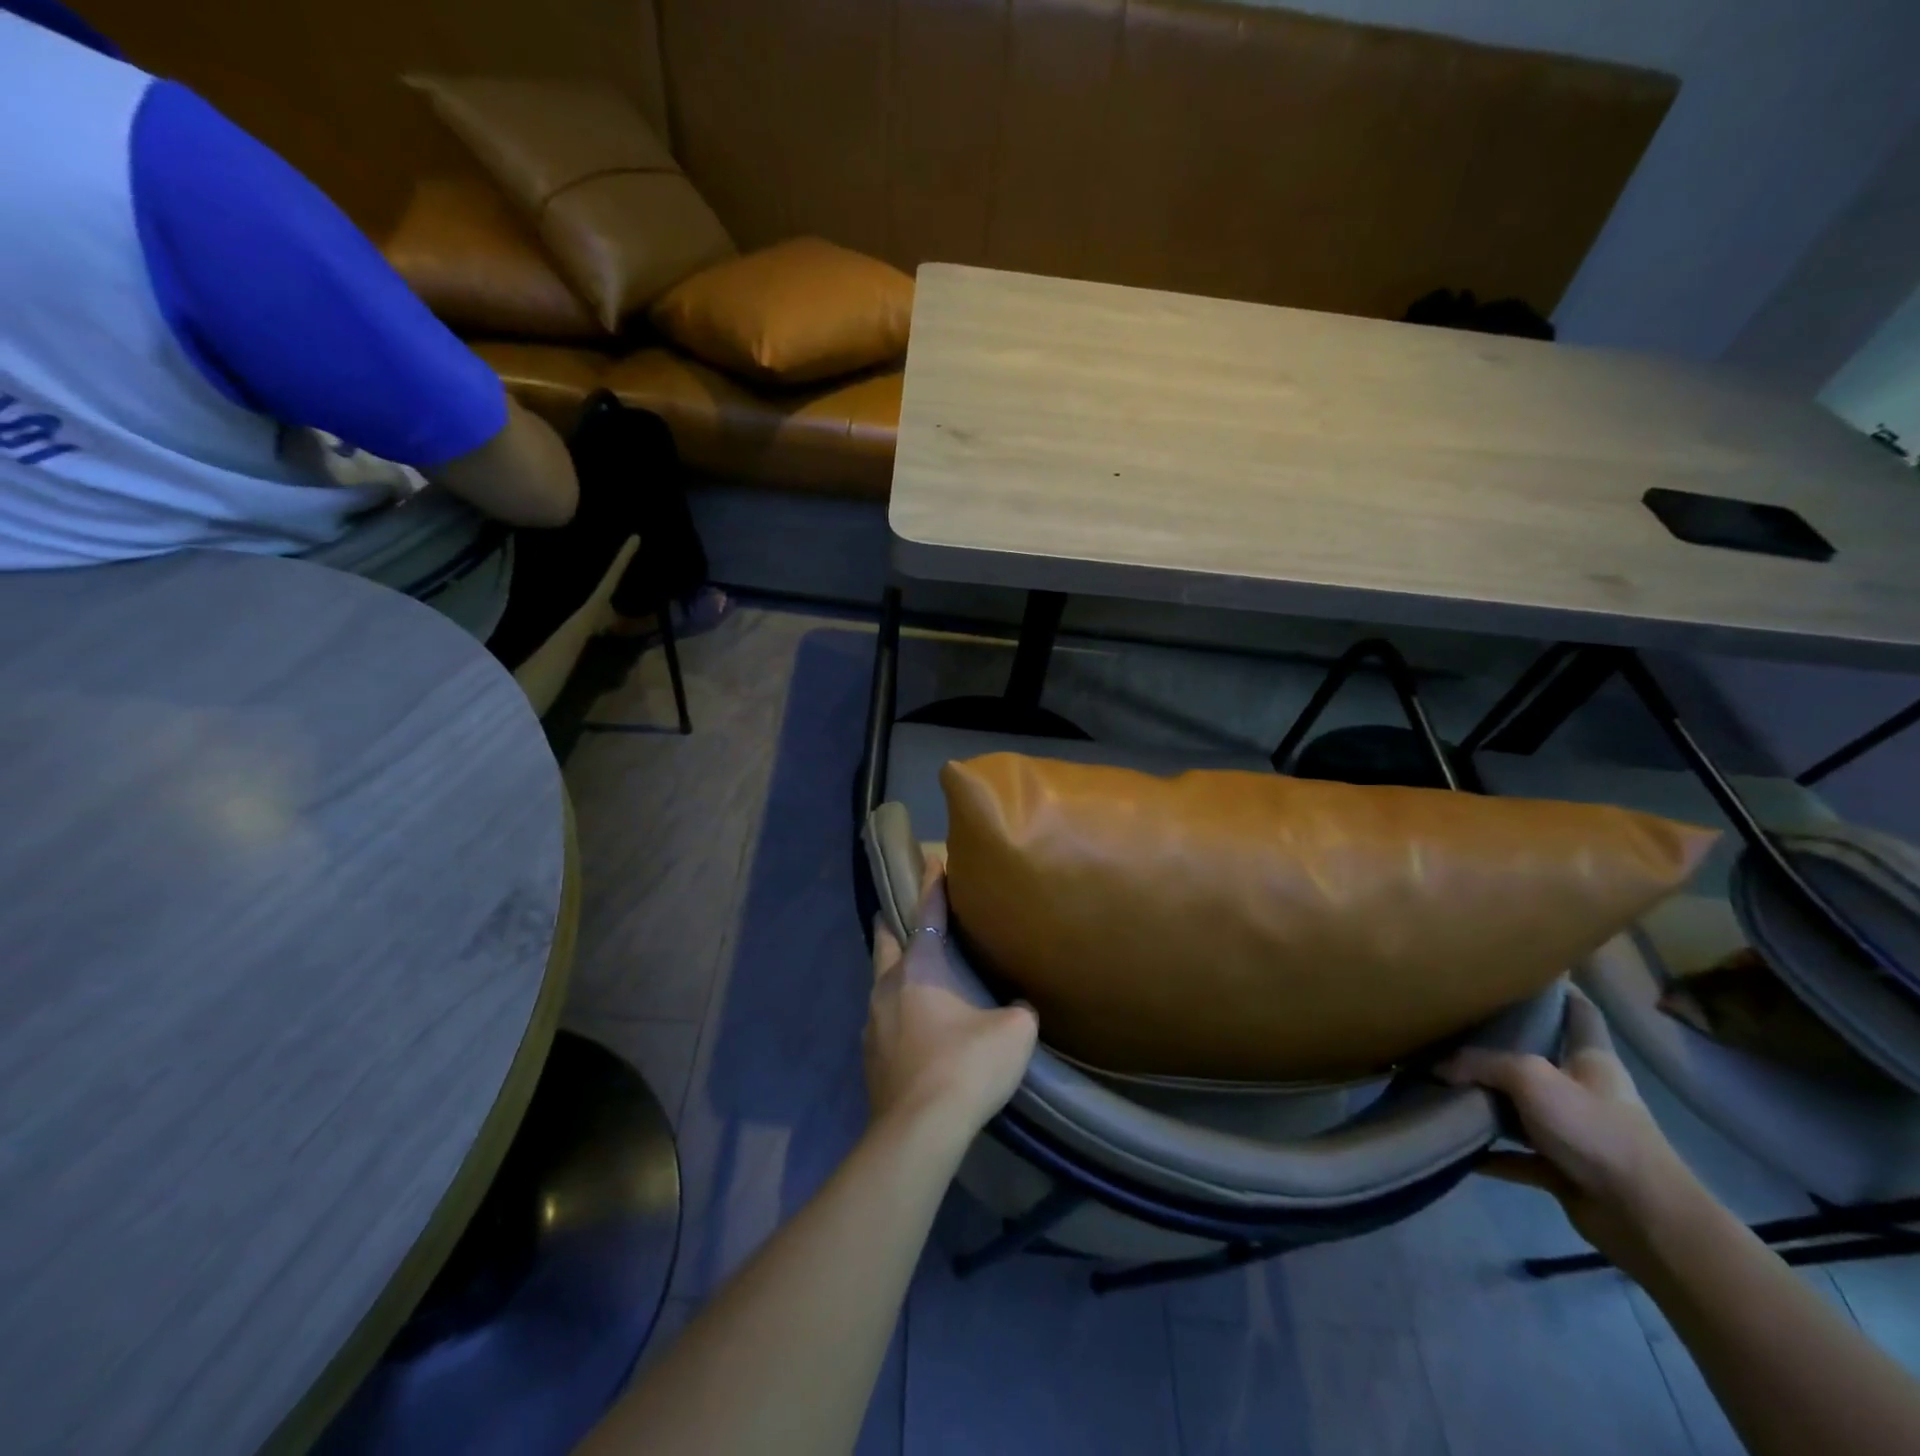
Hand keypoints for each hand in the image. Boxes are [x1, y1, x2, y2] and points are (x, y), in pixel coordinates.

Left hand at [866, 859, 1037, 1141]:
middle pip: (885, 941)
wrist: (919, 1129)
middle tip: (902, 916)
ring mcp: (872, 1021)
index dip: (932, 885)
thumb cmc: (966, 1066)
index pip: (926, 913)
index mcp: (920, 967)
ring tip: (912, 976)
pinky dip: (893, 1011)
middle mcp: (888, 985)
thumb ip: (1019, 1011)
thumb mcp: (1013, 1034)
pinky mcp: (868, 1054)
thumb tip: (1019, 1007)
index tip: (932, 860)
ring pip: (879, 981)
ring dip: (893, 972)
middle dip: (893, 924)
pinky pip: (880, 1019)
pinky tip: (910, 1027)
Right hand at [1438, 987, 1704, 1271]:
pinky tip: (1457, 1146)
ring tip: (1440, 1085)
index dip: (1556, 988)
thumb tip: (1438, 1066)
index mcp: (1591, 1059)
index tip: (1519, 972)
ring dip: (1487, 1101)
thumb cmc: (1595, 1130)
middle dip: (1499, 1046)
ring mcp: (1576, 1132)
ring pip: (1522, 1107)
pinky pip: (1517, 1155)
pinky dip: (1489, 1153)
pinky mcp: (1564, 1169)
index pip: (1579, 1011)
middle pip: (1539, 1058)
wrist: (1644, 1218)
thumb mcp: (1531, 1079)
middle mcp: (1585, 1090)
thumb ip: (1481, 1064)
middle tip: (1453, 1027)